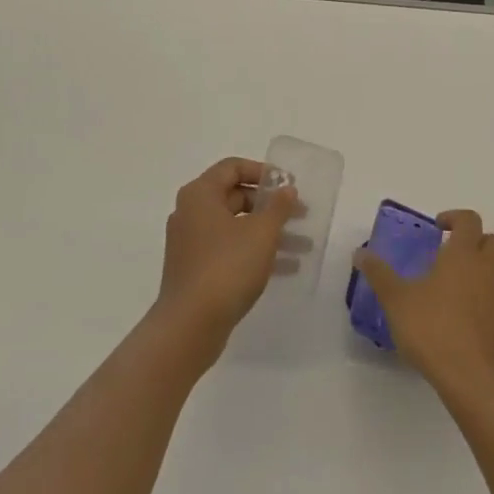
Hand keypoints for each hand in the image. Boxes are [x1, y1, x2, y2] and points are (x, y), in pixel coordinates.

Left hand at [155, 157, 298, 354]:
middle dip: (271, 207)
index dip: (262, 172)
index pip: (232, 167)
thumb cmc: (226, 267)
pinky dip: (255, 253)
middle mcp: (191, 213)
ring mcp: (191, 243)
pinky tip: (286, 268)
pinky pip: (229, 250)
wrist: (190, 325)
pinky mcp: (196, 270)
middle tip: (301, 216)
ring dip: (269, 233)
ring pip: (236, 227)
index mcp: (200, 194)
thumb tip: (286, 189)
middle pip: (235, 197)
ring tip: (303, 246)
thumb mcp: (261, 233)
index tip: (288, 185)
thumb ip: (278, 207)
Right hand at [354, 210, 493, 400]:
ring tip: (450, 287)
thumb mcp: (396, 300)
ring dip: (479, 269)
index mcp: (463, 255)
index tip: (437, 227)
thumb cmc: (434, 330)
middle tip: (449, 252)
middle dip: (474, 240)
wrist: (475, 381)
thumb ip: (379, 274)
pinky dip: (482, 298)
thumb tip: (361, 253)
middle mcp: (486, 270)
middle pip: (492, 240)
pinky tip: (460, 316)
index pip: (469, 220)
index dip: (454, 217)